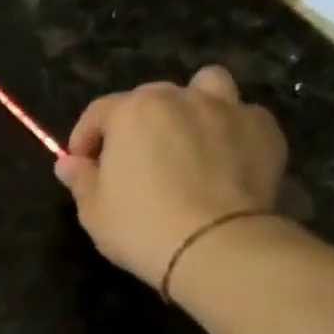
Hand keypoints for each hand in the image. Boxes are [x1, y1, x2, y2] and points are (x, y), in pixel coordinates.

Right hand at [53, 66, 287, 288]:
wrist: (216, 246)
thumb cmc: (140, 226)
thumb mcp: (93, 210)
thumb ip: (80, 179)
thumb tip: (68, 163)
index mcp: (133, 112)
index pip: (98, 112)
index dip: (85, 138)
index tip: (82, 166)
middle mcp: (181, 98)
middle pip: (150, 98)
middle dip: (136, 123)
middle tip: (133, 160)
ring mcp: (228, 109)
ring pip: (207, 86)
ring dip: (191, 105)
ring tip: (185, 139)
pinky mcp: (264, 130)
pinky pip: (242, 117)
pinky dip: (228, 132)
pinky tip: (223, 161)